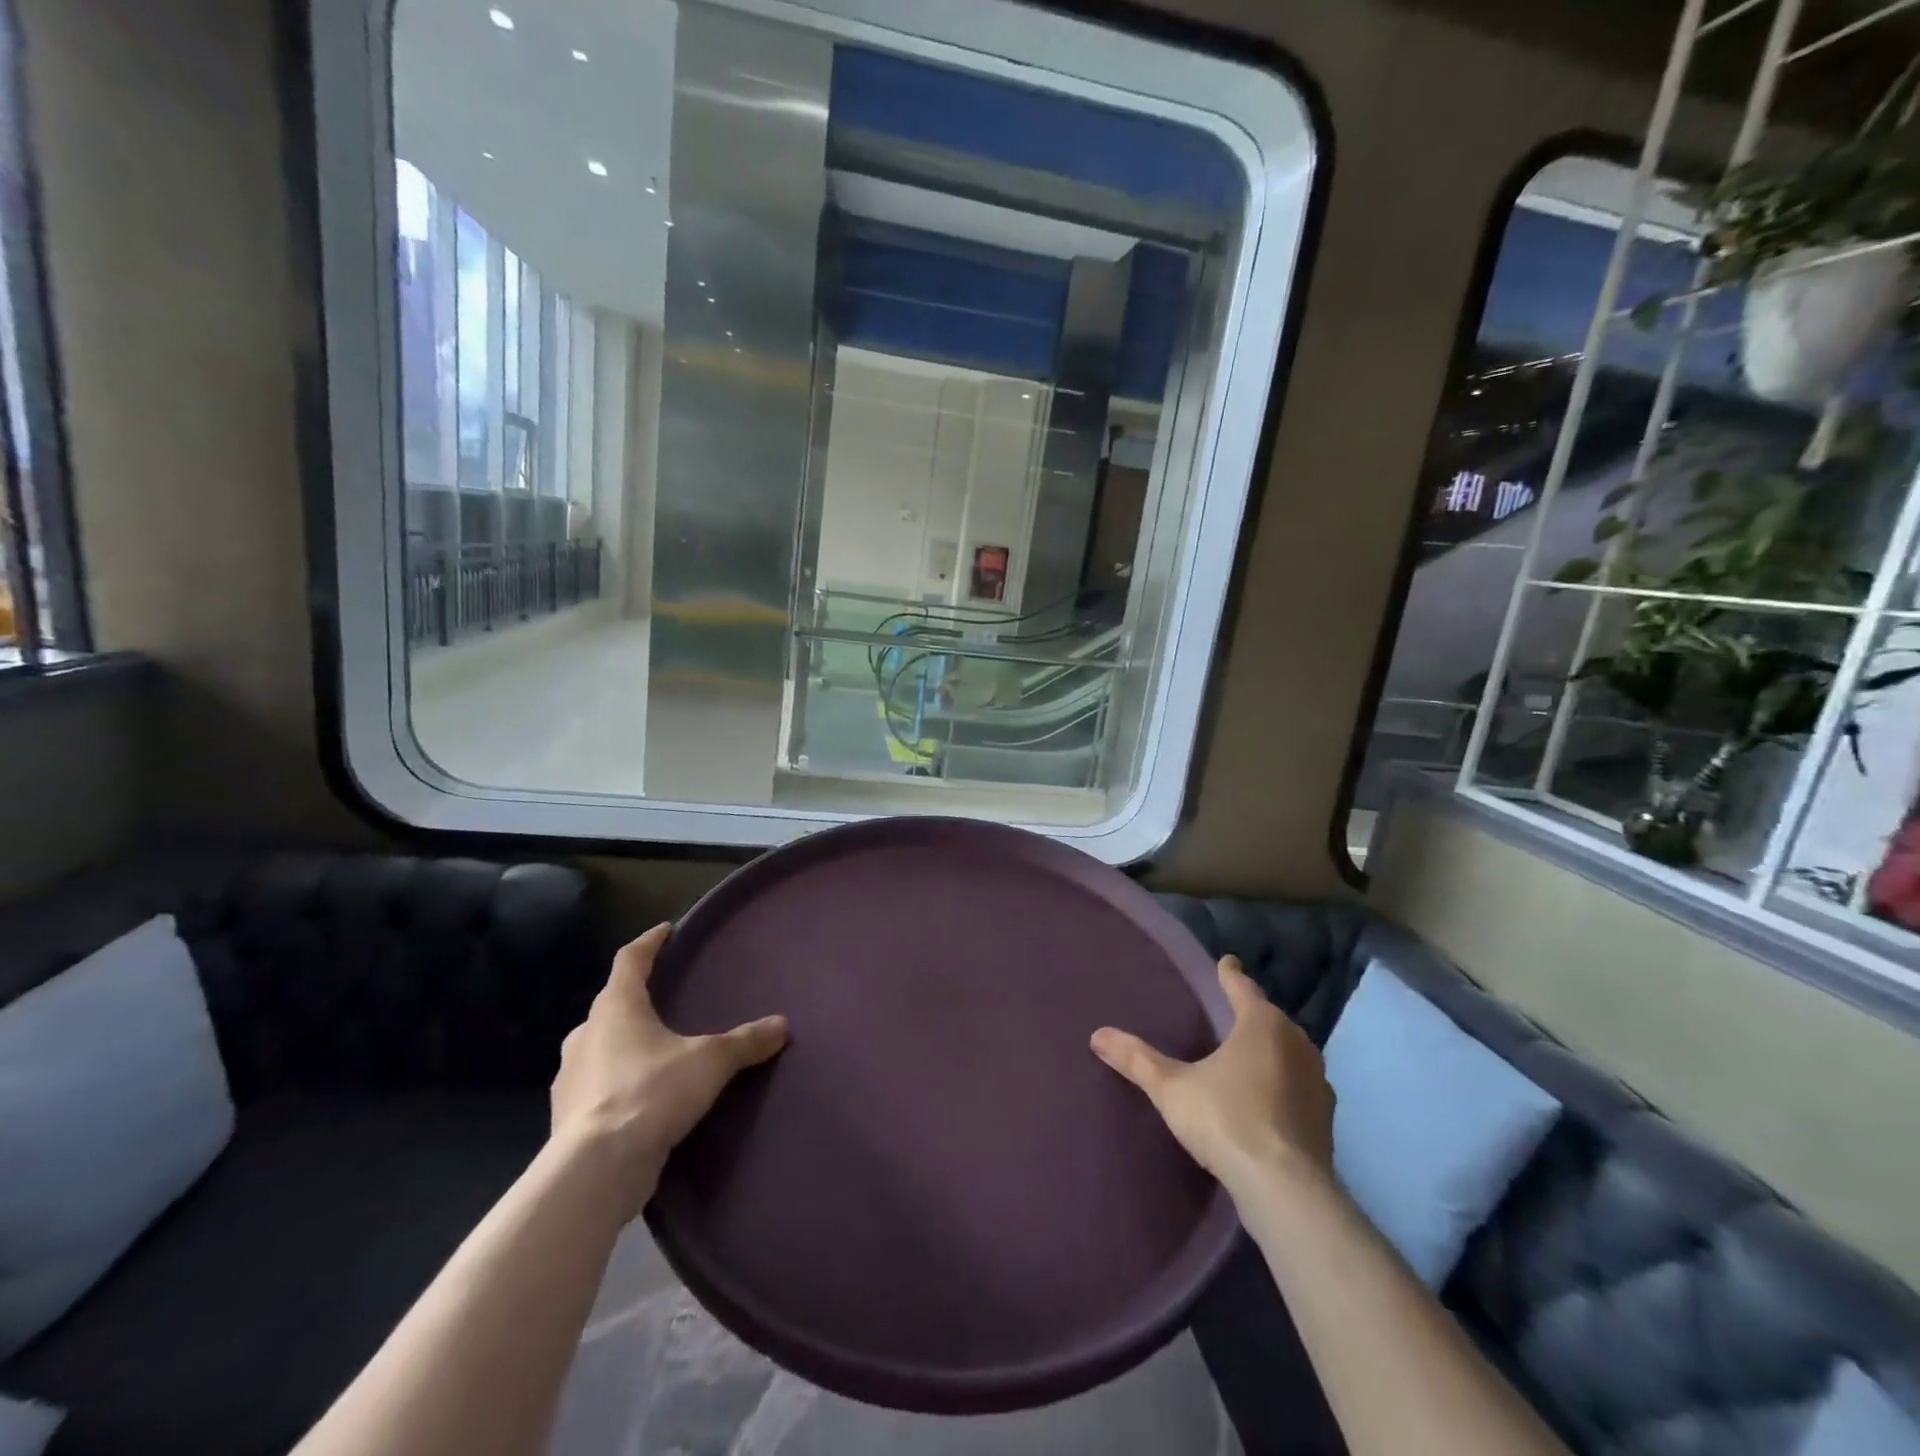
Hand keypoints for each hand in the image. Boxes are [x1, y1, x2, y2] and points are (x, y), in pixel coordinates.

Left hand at [551, 924, 787, 1215]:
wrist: (595, 1171)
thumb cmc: (651, 1093)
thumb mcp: (710, 1061)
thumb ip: (744, 1041)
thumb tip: (781, 1025)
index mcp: (616, 1007)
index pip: (630, 960)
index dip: (650, 943)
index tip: (666, 931)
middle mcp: (586, 1034)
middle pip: (611, 1005)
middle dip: (635, 1000)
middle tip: (664, 1001)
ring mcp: (570, 1077)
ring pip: (599, 1047)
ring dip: (622, 1045)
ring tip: (655, 1053)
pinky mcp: (567, 1117)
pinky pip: (596, 1087)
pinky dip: (616, 1084)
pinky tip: (640, 1099)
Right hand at [1091, 956, 1334, 1200]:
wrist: (1286, 1189)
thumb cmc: (1227, 1120)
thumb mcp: (1171, 1088)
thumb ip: (1136, 1059)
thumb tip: (1097, 1034)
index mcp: (1261, 1024)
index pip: (1242, 987)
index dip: (1230, 974)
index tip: (1226, 962)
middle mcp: (1296, 1043)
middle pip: (1270, 1017)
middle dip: (1251, 1012)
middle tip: (1230, 1010)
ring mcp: (1316, 1081)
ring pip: (1289, 1050)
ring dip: (1271, 1049)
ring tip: (1248, 1053)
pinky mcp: (1326, 1117)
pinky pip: (1300, 1084)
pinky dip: (1284, 1082)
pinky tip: (1268, 1097)